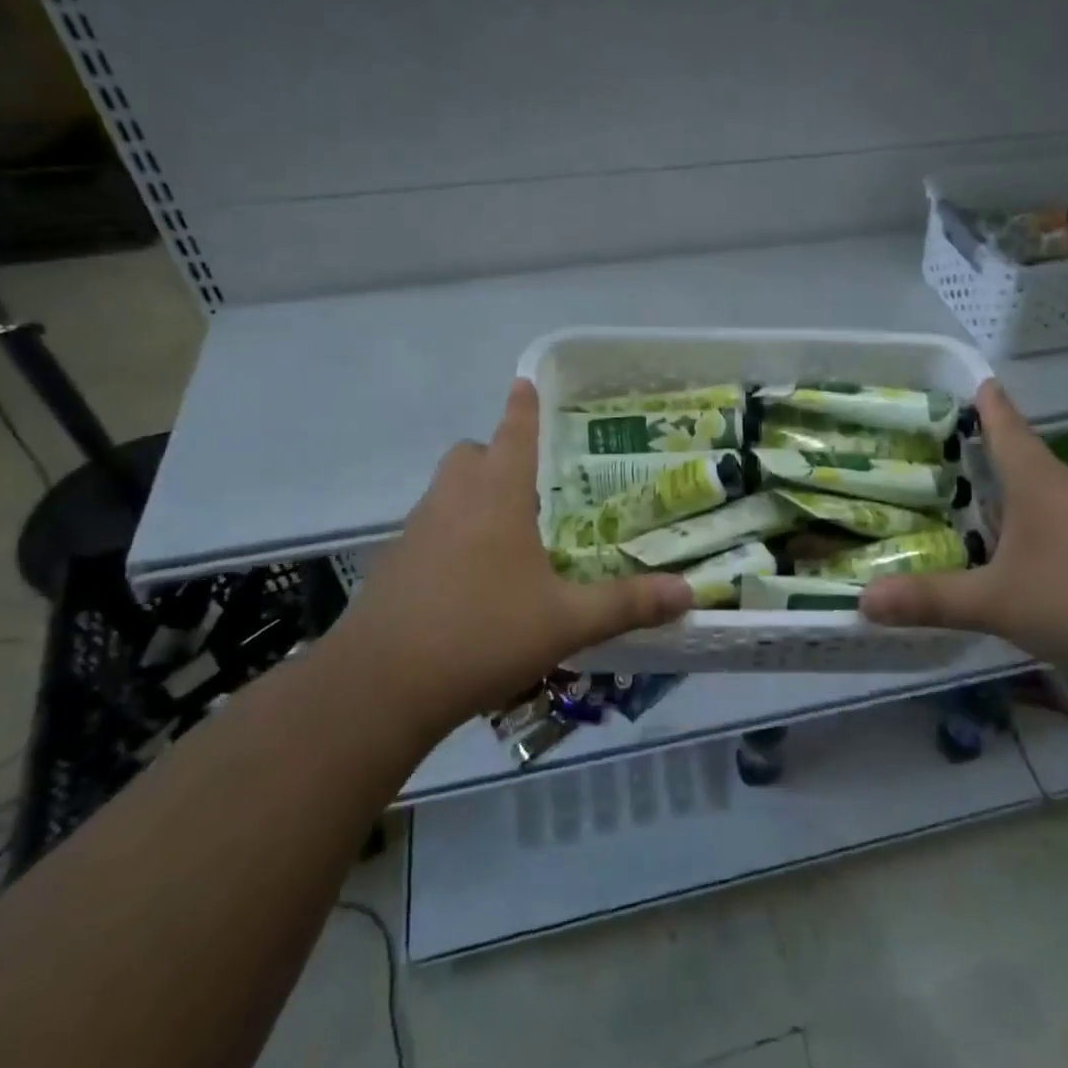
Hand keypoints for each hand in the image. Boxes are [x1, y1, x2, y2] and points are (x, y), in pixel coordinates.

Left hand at [333, 380, 691, 738]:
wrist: (380, 686)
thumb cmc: (482, 634)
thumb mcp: (566, 622)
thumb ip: (627, 604)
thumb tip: (687, 592)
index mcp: (496, 496)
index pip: (513, 433)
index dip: (523, 406)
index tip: (525, 381)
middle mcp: (453, 500)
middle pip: (472, 454)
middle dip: (498, 456)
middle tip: (533, 485)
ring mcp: (416, 530)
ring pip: (448, 490)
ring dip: (475, 495)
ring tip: (510, 533)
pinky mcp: (394, 564)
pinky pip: (430, 527)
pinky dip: (453, 533)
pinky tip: (474, 578)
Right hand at [862, 380, 1067, 702]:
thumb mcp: (999, 603)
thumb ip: (932, 599)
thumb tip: (862, 600)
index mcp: (1042, 483)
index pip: (1008, 428)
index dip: (988, 404)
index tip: (975, 380)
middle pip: (1025, 463)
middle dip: (988, 456)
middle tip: (942, 454)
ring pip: (1046, 501)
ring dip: (1012, 500)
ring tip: (970, 507)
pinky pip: (1065, 533)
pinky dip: (1035, 535)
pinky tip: (1018, 561)